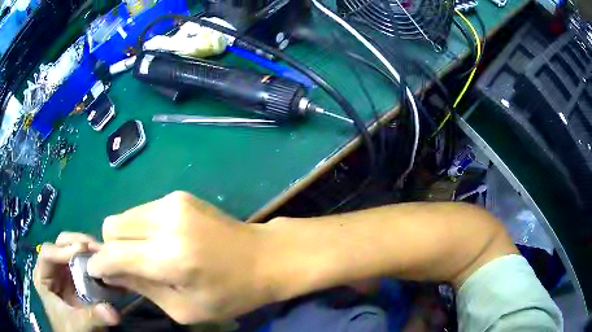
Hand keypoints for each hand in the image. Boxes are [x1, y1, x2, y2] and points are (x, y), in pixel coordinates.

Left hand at [34, 232, 119, 331]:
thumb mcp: (78, 325)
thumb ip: (91, 317)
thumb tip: (113, 312)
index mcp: (43, 277)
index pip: (47, 254)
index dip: (62, 250)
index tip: (82, 249)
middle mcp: (51, 268)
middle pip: (59, 245)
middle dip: (76, 243)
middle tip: (95, 246)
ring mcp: (63, 271)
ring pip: (71, 249)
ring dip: (87, 248)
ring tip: (102, 251)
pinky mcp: (76, 277)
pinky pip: (83, 262)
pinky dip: (93, 258)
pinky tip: (104, 259)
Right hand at [87, 191, 271, 323]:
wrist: (265, 257)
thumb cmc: (231, 293)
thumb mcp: (185, 308)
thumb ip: (142, 288)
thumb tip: (109, 272)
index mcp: (171, 258)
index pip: (114, 254)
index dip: (99, 264)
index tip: (96, 273)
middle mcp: (167, 221)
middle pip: (112, 226)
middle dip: (112, 249)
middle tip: (126, 268)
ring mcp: (173, 201)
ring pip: (125, 215)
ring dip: (126, 238)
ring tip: (147, 257)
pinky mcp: (179, 195)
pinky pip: (142, 211)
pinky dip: (141, 228)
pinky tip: (160, 243)